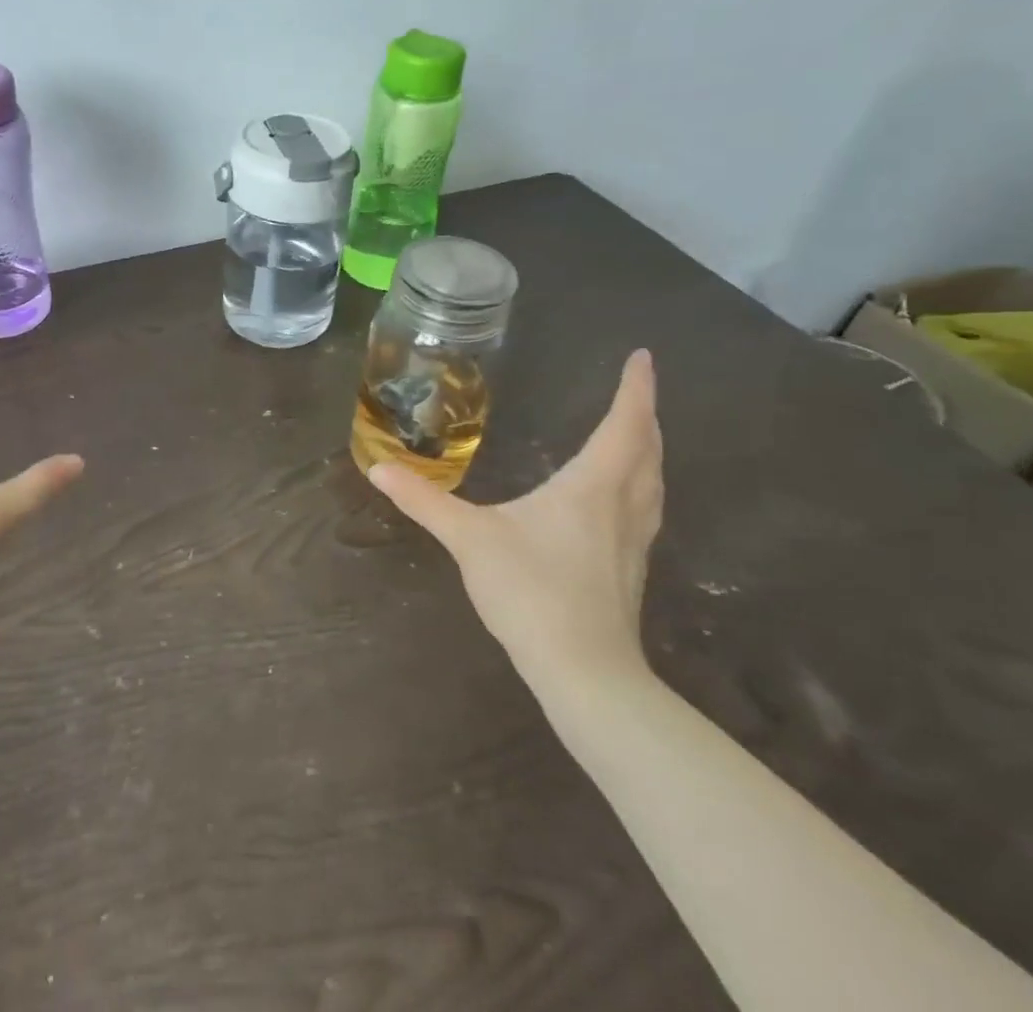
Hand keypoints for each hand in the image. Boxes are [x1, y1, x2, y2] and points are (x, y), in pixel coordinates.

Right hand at [370, 349, 662, 697]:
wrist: (584, 673)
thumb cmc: (531, 592)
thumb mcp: (469, 539)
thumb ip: (424, 502)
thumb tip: (378, 468)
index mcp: (591, 488)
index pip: (624, 426)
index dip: (635, 390)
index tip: (643, 358)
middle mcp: (622, 508)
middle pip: (648, 451)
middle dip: (645, 416)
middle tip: (638, 392)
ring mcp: (633, 543)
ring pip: (654, 484)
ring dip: (650, 452)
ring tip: (638, 437)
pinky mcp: (630, 572)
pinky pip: (646, 510)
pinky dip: (641, 486)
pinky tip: (620, 502)